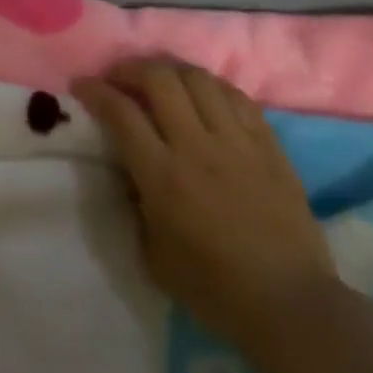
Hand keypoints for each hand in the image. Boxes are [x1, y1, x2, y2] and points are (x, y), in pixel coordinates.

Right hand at [73, 56, 334, 344]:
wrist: (290, 304)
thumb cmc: (214, 289)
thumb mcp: (152, 255)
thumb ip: (135, 206)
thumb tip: (129, 173)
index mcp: (163, 175)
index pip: (121, 112)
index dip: (96, 90)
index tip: (82, 84)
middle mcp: (197, 146)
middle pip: (159, 79)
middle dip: (131, 68)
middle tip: (119, 76)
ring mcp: (237, 142)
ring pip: (198, 78)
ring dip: (171, 70)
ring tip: (160, 79)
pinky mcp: (269, 145)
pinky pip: (237, 96)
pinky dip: (212, 86)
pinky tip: (203, 94)